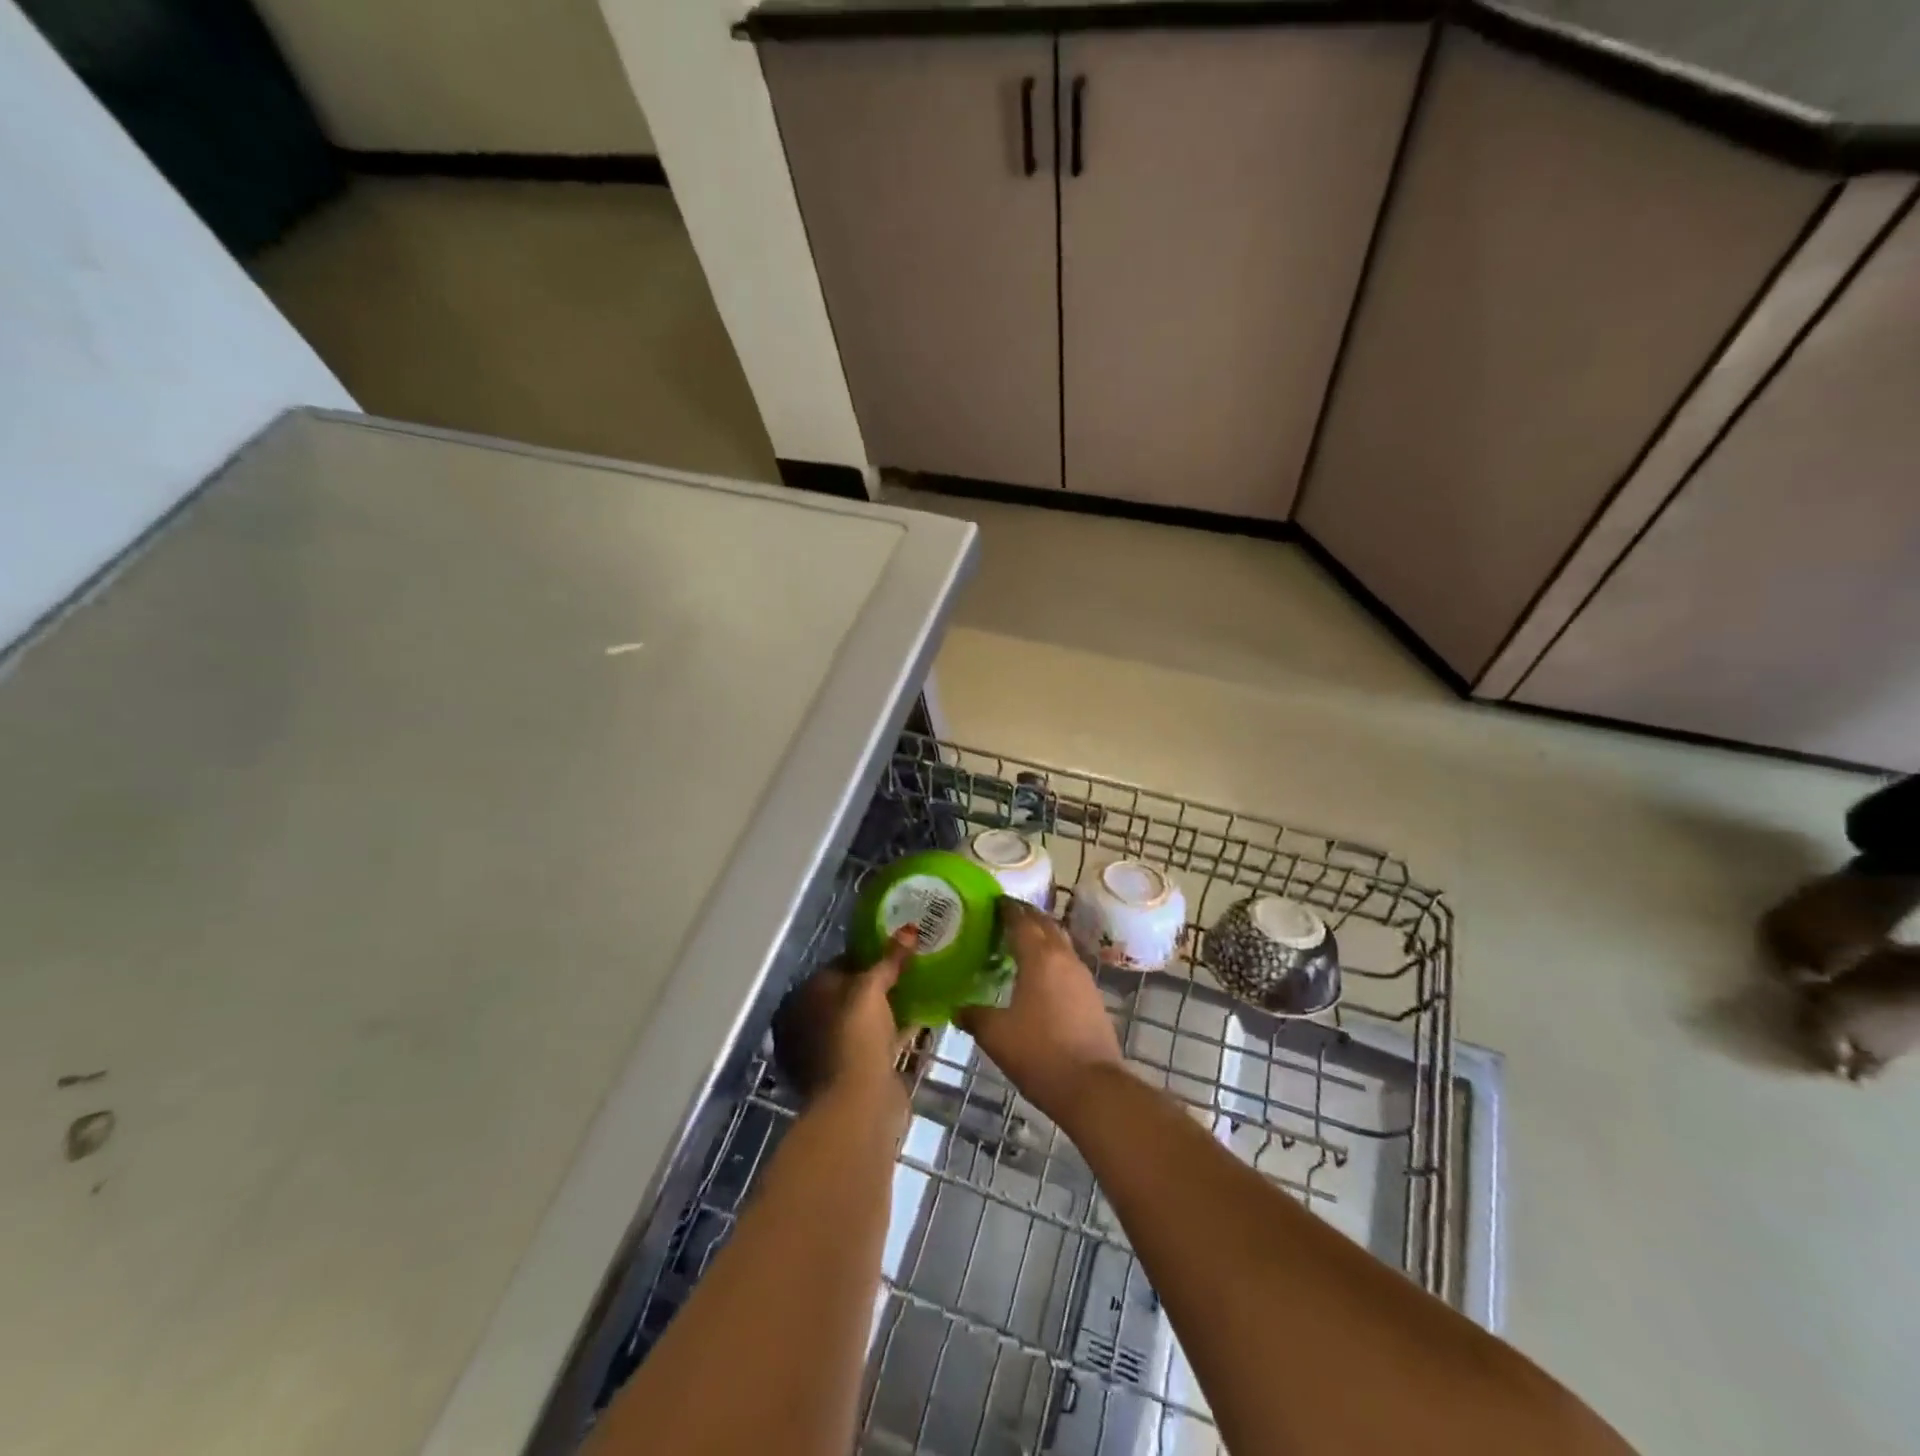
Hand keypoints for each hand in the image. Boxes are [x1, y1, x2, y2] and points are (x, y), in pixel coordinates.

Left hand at [772, 928, 917, 1102]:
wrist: (858, 1105)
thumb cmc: (854, 1036)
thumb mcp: (871, 989)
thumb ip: (889, 959)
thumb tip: (910, 929)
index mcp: (804, 998)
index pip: (837, 965)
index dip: (867, 955)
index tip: (897, 947)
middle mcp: (811, 1023)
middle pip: (850, 993)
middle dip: (879, 982)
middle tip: (912, 965)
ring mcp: (832, 1051)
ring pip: (864, 1020)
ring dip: (888, 1007)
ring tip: (921, 986)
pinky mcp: (855, 1073)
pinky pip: (879, 1041)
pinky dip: (896, 1030)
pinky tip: (922, 1017)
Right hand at [959, 899, 1124, 1121]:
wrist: (1092, 1087)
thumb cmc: (1039, 1053)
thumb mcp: (996, 1035)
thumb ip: (974, 1015)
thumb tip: (957, 1009)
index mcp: (1039, 957)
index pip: (1021, 920)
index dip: (1007, 909)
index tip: (994, 901)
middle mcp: (1063, 958)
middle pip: (1045, 925)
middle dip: (1027, 916)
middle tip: (1005, 915)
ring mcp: (1083, 977)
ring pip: (1060, 943)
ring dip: (1042, 936)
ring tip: (1021, 942)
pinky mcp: (1092, 997)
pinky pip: (1068, 964)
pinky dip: (1053, 958)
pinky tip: (1040, 975)